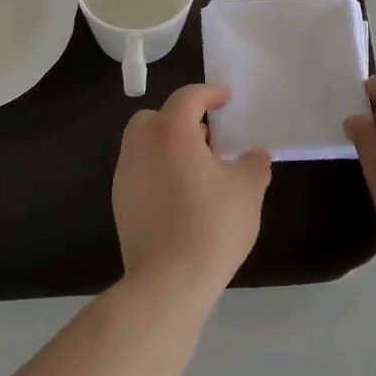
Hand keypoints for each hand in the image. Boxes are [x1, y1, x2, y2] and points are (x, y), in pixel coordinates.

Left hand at [113, 83, 272, 300]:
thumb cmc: (211, 226)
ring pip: (145, 144)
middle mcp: (141, 145)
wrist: (168, 283)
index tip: (226, 98)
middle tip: (208, 137)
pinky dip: (158, 169)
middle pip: (157, 117)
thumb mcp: (247, 191)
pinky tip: (181, 195)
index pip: (188, 97)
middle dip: (181, 119)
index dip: (210, 93)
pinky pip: (140, 170)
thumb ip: (254, 164)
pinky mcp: (120, 202)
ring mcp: (125, 174)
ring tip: (198, 168)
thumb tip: (255, 155)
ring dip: (168, 145)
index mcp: (171, 132)